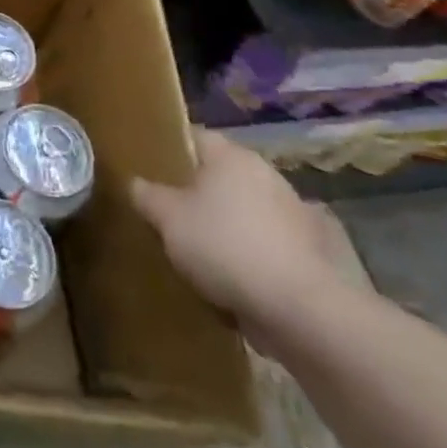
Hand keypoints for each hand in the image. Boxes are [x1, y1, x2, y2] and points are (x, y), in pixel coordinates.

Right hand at [130, 130, 342, 326]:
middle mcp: (267, 175)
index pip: (196, 137)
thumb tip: (134, 183)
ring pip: (247, 210)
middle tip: (172, 212)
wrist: (302, 311)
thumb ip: (147, 196)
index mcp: (232, 157)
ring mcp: (295, 214)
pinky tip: (234, 278)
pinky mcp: (312, 253)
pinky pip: (269, 244)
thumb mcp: (168, 220)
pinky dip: (253, 255)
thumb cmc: (225, 247)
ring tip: (201, 251)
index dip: (171, 149)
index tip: (152, 169)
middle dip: (199, 192)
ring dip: (228, 225)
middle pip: (223, 175)